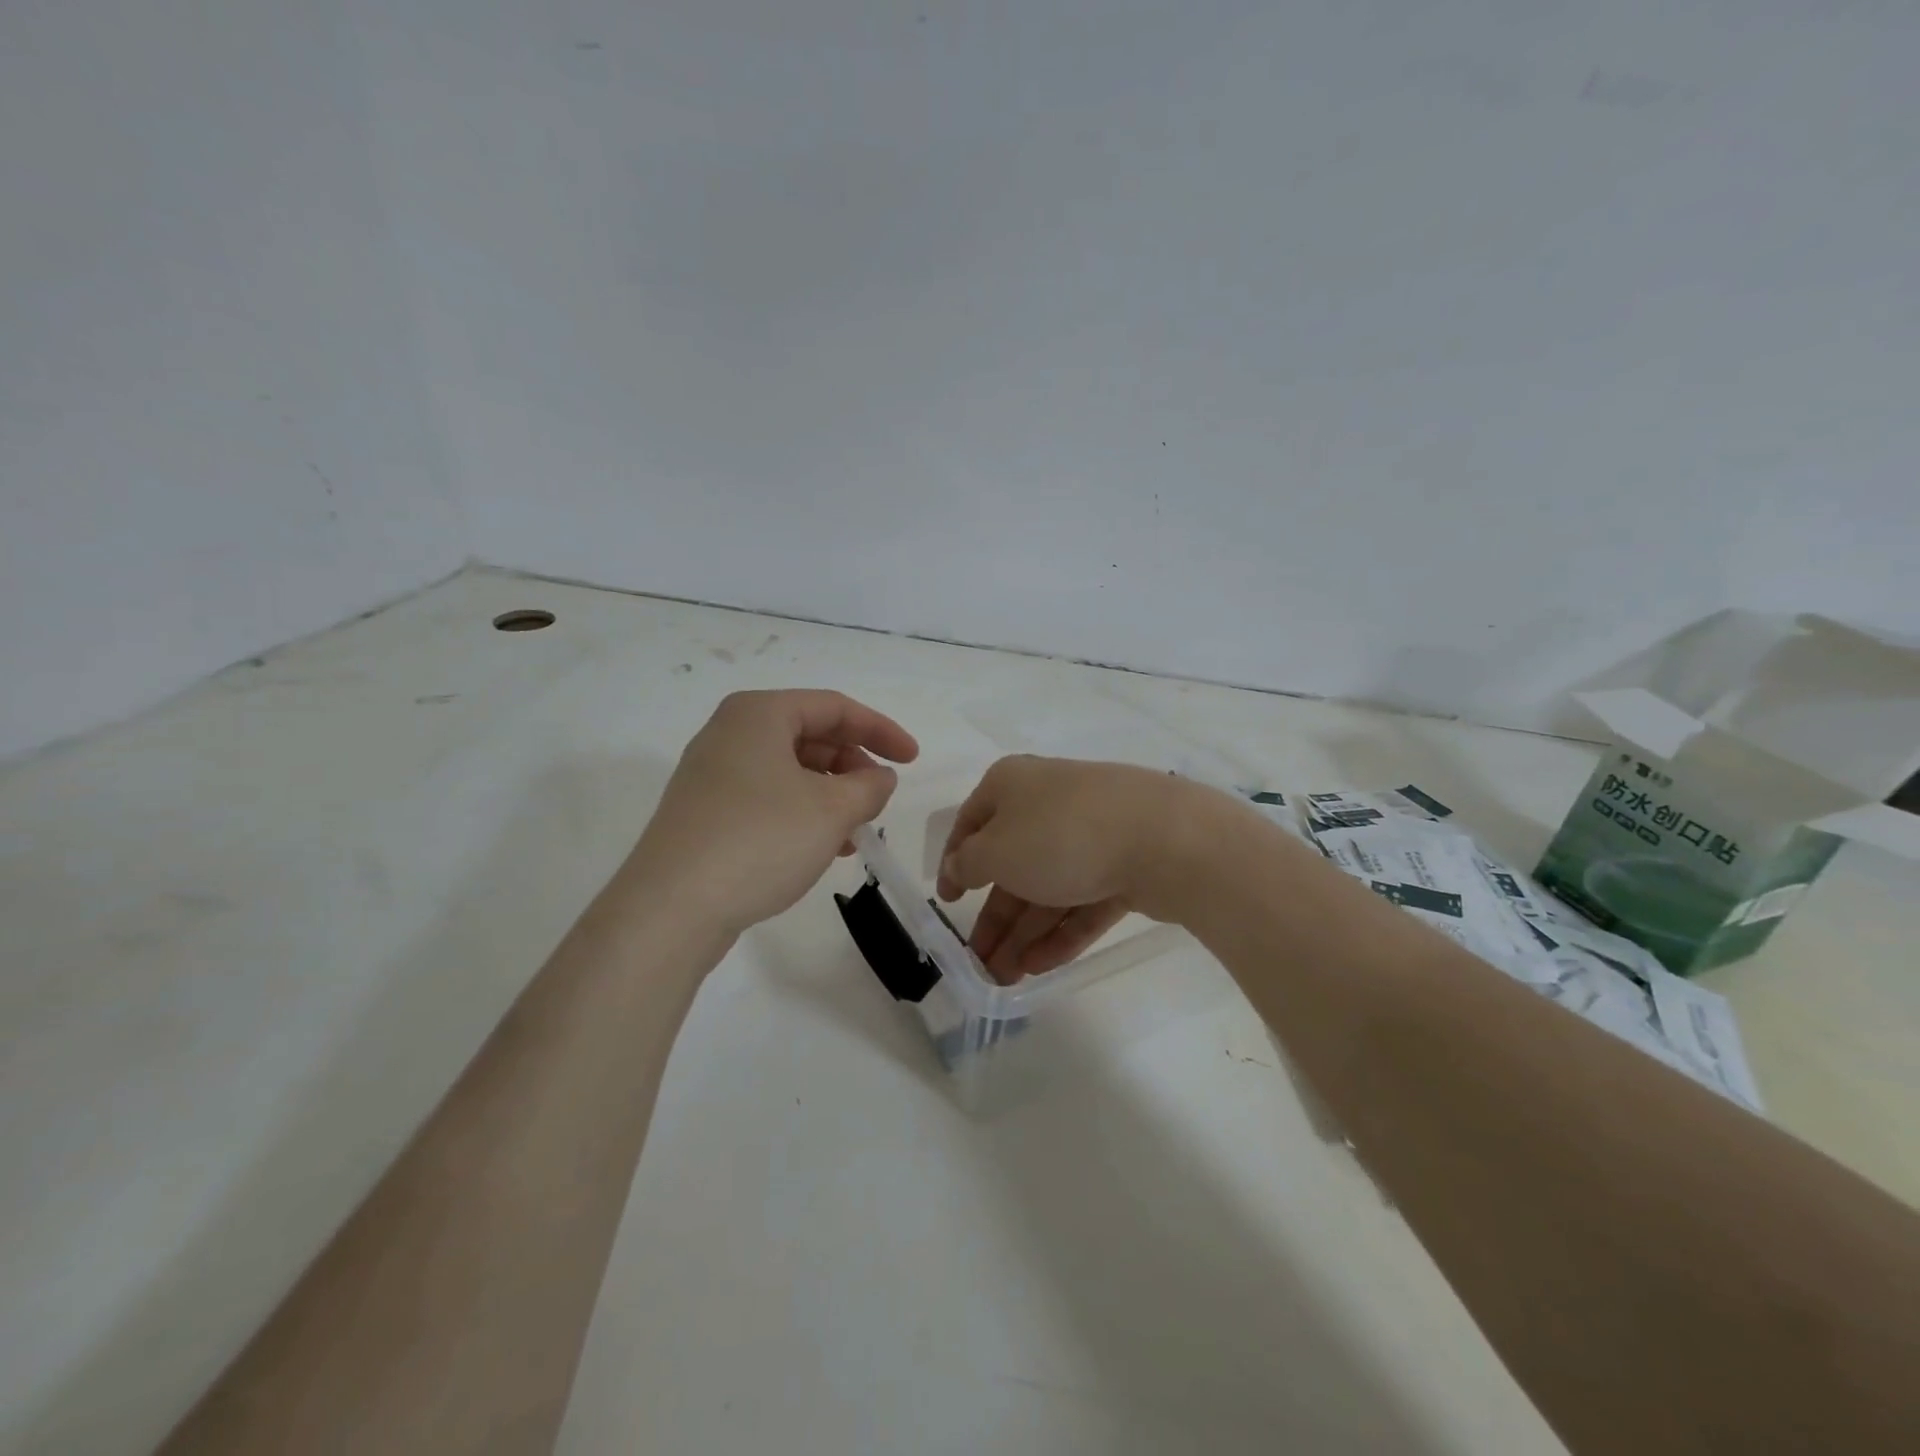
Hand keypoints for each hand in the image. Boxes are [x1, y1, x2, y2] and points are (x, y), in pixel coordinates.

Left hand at [627, 690, 918, 936]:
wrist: (671, 908)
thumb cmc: (760, 840)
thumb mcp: (831, 810)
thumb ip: (868, 786)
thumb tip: (879, 777)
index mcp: (759, 714)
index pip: (835, 707)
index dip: (881, 730)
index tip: (913, 760)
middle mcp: (731, 733)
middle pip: (810, 736)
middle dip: (853, 766)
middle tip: (880, 799)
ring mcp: (712, 774)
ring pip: (790, 771)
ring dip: (831, 795)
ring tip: (856, 831)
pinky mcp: (705, 812)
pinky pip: (768, 797)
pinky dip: (802, 813)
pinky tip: (824, 847)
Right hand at [935, 756, 1222, 981]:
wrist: (1165, 838)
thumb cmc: (1060, 836)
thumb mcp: (996, 851)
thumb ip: (968, 863)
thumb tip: (959, 864)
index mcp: (1011, 785)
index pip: (971, 823)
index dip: (955, 862)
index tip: (948, 901)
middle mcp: (1048, 803)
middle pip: (1011, 864)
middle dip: (994, 917)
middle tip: (978, 963)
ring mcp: (1091, 833)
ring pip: (1048, 887)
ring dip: (1023, 934)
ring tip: (1005, 979)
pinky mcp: (1124, 864)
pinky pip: (1083, 900)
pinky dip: (1061, 932)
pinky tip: (1040, 968)